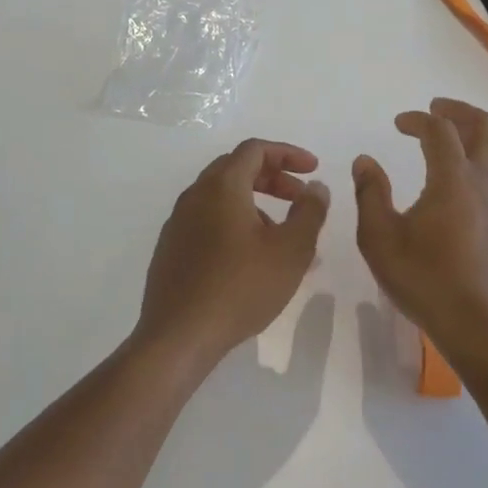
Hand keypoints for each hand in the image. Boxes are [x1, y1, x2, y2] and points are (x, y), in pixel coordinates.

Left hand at [135, 140, 330, 369]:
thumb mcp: (291, 250)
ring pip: (222, 197)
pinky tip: (252, 258)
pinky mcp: (171, 249)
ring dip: (256, 204)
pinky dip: (235, 223)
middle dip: (273, 177)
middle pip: (236, 169)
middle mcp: (195, 196)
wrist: (179, 337)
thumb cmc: (241, 288)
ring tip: (282, 236)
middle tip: (300, 198)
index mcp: (222, 187)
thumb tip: (316, 187)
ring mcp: (178, 223)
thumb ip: (310, 212)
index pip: (255, 150)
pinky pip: (208, 221)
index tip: (313, 170)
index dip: (288, 153)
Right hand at [352, 99, 487, 366]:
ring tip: (462, 135)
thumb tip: (365, 161)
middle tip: (435, 110)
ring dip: (484, 131)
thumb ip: (370, 195)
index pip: (438, 129)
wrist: (484, 327)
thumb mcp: (381, 241)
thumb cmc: (427, 282)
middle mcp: (486, 180)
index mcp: (453, 178)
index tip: (398, 124)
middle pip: (483, 125)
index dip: (417, 119)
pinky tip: (477, 181)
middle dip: (457, 110)